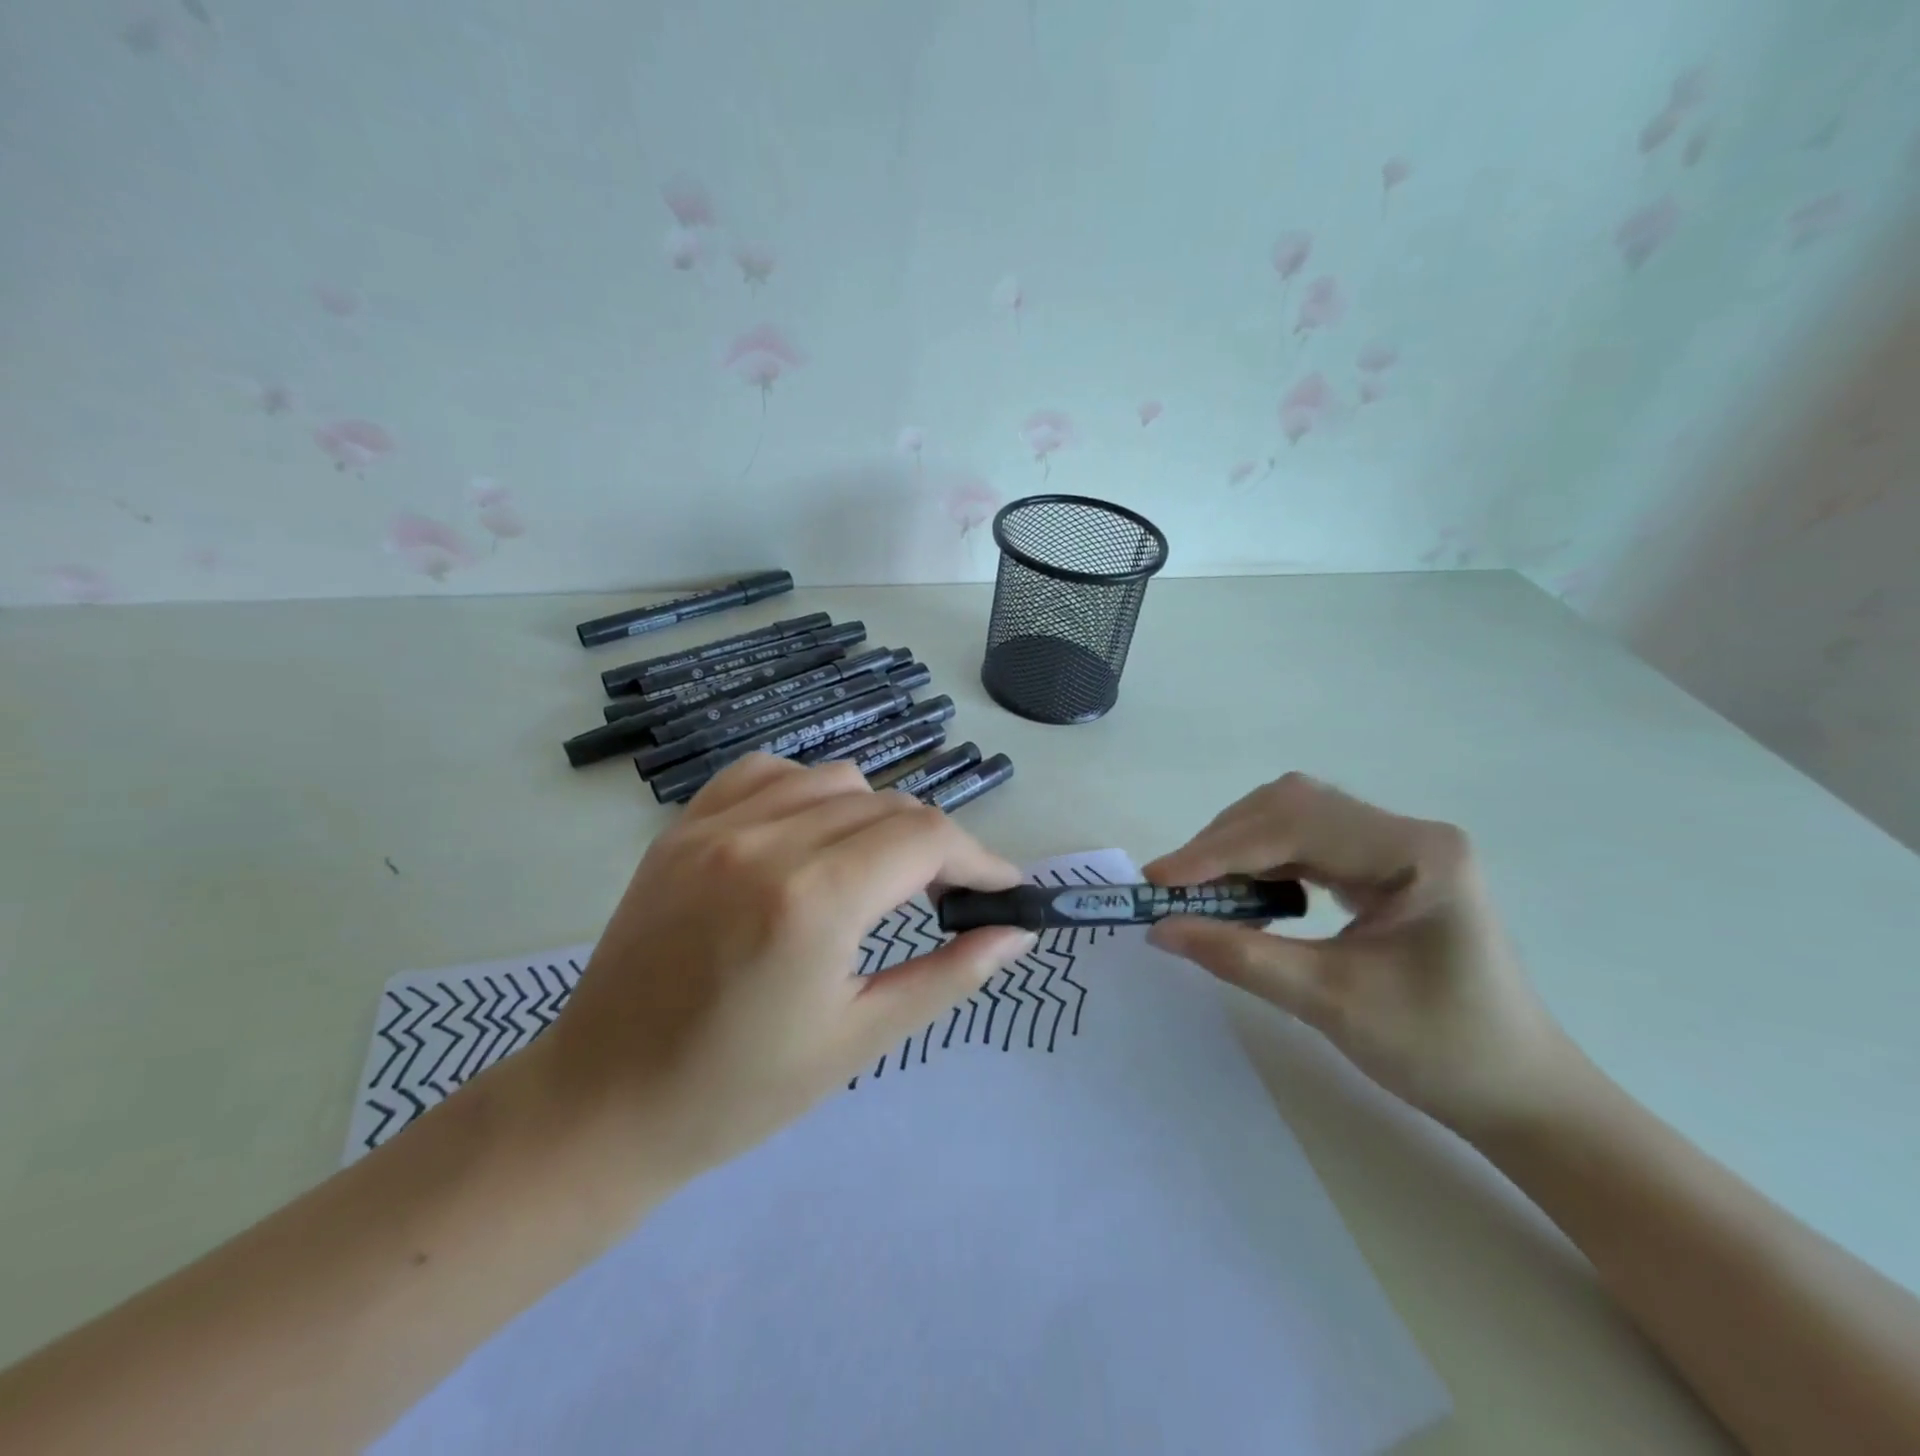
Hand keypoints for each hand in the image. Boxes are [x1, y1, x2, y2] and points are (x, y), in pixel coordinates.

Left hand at [542, 754, 1036, 1182]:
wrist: (602, 1103)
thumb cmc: (738, 1091)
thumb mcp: (859, 1039)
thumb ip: (948, 975)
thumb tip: (1015, 933)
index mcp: (812, 900)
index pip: (926, 838)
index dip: (979, 857)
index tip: (1002, 889)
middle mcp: (765, 841)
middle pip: (888, 805)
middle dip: (935, 845)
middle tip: (946, 898)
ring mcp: (716, 825)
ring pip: (836, 780)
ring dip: (878, 818)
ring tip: (877, 874)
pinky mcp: (683, 827)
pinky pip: (768, 773)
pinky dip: (810, 793)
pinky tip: (810, 837)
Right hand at [1143, 773, 1579, 1136]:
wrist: (1518, 1095)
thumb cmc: (1439, 1052)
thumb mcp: (1329, 1003)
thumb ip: (1239, 957)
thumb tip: (1158, 928)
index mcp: (1415, 854)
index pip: (1296, 826)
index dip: (1220, 850)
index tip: (1159, 881)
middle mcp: (1408, 832)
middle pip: (1291, 806)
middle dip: (1224, 843)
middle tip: (1173, 887)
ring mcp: (1399, 845)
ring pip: (1293, 816)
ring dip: (1238, 847)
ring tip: (1199, 890)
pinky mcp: (1387, 864)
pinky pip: (1307, 841)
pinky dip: (1262, 860)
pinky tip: (1244, 892)